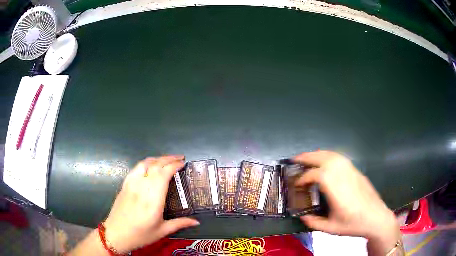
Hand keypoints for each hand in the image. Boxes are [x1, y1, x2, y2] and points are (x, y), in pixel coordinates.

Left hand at [103, 155, 199, 252]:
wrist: (116, 234)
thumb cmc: (140, 235)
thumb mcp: (162, 231)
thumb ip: (180, 223)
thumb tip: (197, 221)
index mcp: (153, 199)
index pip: (164, 174)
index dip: (174, 165)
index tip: (183, 163)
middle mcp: (142, 187)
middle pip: (155, 165)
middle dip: (169, 159)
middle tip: (180, 158)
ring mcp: (131, 184)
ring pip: (145, 163)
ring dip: (158, 159)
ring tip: (167, 159)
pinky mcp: (125, 184)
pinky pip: (136, 168)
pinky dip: (146, 163)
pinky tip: (150, 166)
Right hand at [293, 151, 398, 242]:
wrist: (377, 218)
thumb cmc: (354, 224)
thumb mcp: (332, 228)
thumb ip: (314, 223)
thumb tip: (302, 217)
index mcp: (338, 191)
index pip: (318, 175)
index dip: (304, 177)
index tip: (297, 184)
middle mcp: (345, 176)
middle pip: (325, 158)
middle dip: (308, 157)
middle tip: (295, 159)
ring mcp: (352, 171)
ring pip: (333, 155)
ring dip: (318, 154)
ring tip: (306, 157)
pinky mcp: (356, 171)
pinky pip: (340, 158)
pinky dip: (328, 155)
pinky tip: (324, 161)